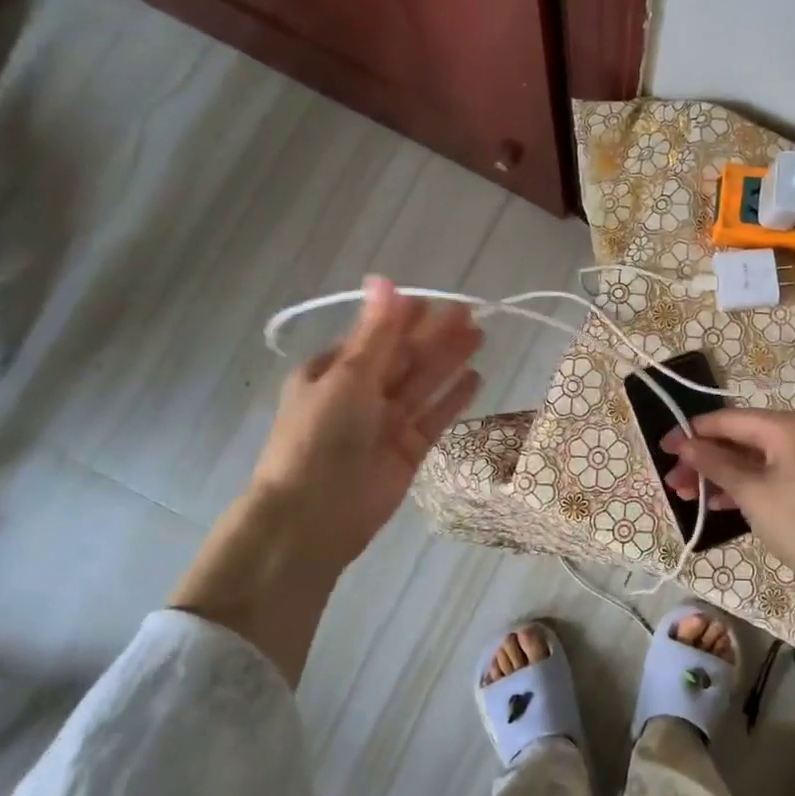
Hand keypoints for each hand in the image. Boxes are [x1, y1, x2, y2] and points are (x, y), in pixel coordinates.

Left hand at [251, 276, 482, 570]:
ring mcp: (385, 423)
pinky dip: (454, 398)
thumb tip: (384, 279)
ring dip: (449, 360)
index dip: (405, 317)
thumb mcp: (348, 375)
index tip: (436, 300)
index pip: (376, 335)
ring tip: (480, 336)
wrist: (314, 516)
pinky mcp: (408, 450)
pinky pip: (435, 417)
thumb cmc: (320, 435)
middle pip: (404, 357)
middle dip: (435, 336)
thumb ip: (377, 332)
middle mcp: (359, 394)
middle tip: (472, 312)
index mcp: (332, 371)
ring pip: (423, 384)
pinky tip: (476, 377)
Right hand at [666, 407, 794, 746]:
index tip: (661, 449)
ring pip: (753, 458)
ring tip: (687, 496)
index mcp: (787, 426)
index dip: (692, 433)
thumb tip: (684, 444)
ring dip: (720, 475)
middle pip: (740, 437)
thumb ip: (715, 464)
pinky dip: (744, 485)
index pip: (728, 419)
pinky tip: (718, 503)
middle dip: (704, 458)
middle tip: (673, 483)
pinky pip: (770, 474)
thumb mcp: (753, 494)